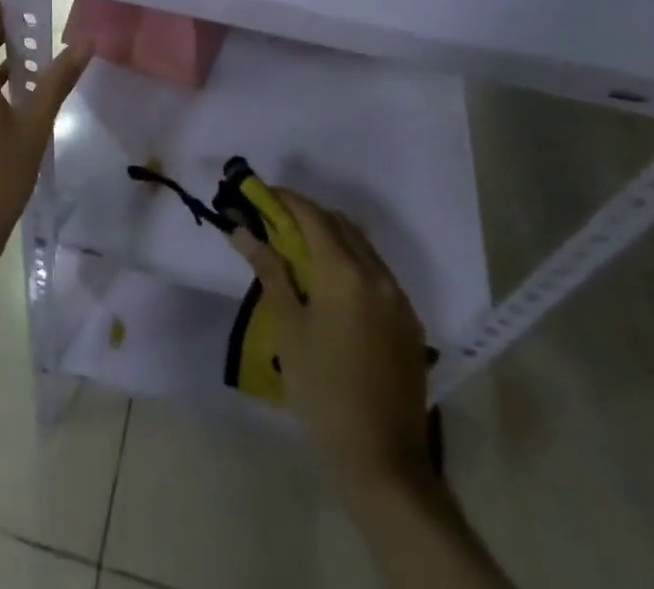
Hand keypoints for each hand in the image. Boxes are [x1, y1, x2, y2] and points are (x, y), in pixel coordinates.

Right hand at [232, 190, 433, 490]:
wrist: (381, 460)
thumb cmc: (322, 390)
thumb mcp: (288, 328)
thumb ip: (269, 272)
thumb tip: (243, 231)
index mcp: (345, 273)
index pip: (312, 216)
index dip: (286, 199)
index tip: (261, 193)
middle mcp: (378, 274)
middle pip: (340, 225)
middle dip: (307, 215)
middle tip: (276, 223)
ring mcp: (399, 299)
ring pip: (362, 247)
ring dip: (332, 238)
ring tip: (300, 253)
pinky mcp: (410, 322)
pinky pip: (378, 274)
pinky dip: (352, 264)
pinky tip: (333, 288)